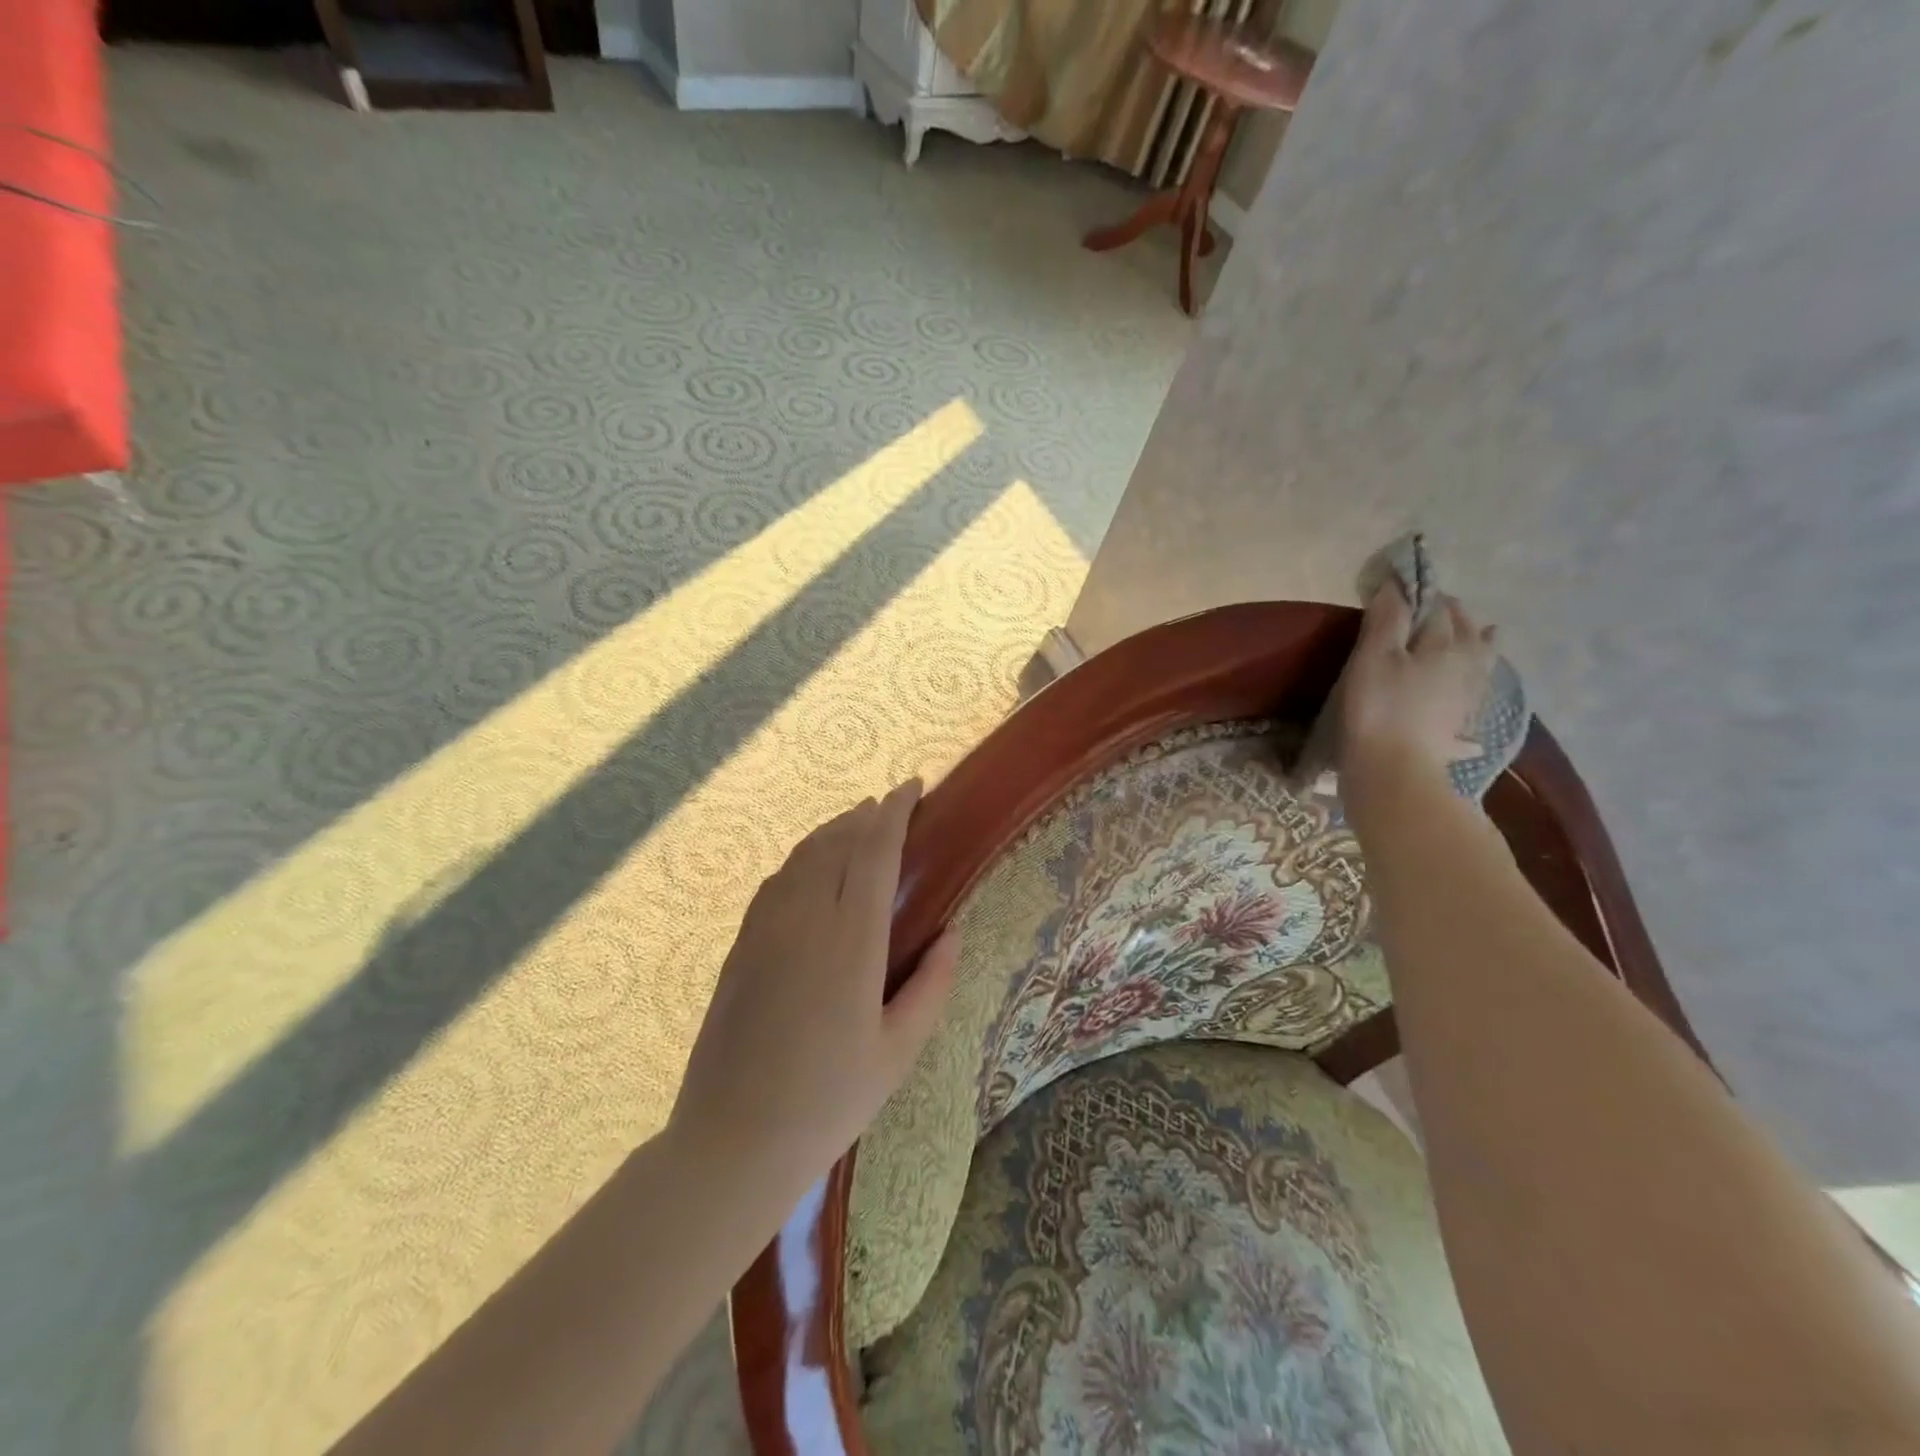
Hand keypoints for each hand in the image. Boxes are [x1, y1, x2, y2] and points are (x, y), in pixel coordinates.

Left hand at [671, 780, 959, 1201]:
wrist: (734, 1140)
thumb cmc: (830, 1100)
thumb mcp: (899, 1051)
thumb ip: (933, 984)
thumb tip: (952, 932)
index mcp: (851, 940)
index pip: (873, 851)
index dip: (894, 812)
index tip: (912, 786)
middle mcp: (805, 919)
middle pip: (835, 843)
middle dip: (864, 816)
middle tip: (888, 807)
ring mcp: (765, 930)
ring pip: (801, 857)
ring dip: (831, 832)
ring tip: (854, 827)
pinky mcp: (740, 947)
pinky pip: (775, 883)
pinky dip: (801, 860)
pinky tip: (810, 870)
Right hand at [1336, 582, 1495, 781]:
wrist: (1395, 771)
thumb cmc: (1379, 708)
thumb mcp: (1373, 657)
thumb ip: (1387, 618)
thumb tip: (1397, 584)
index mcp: (1445, 643)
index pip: (1438, 607)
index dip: (1421, 594)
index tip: (1403, 588)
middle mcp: (1467, 664)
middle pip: (1467, 631)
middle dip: (1454, 615)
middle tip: (1438, 607)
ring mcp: (1469, 696)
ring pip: (1481, 659)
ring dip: (1479, 642)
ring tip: (1483, 634)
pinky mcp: (1462, 723)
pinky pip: (1477, 689)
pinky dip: (1477, 677)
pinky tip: (1476, 684)